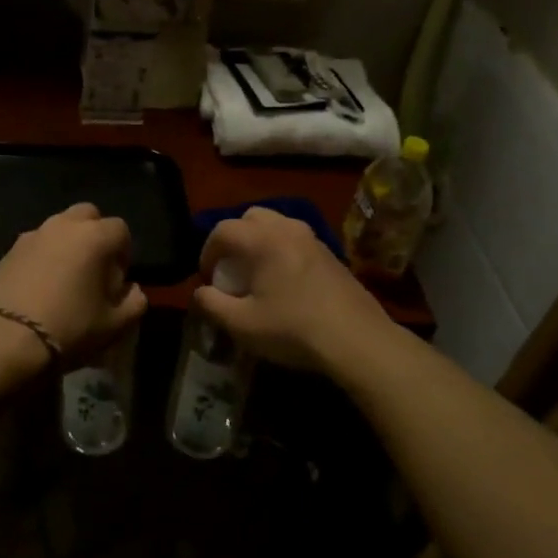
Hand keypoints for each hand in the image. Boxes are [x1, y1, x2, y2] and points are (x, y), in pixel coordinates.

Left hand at [0, 203, 147, 375]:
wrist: (7, 338)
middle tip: (94, 267)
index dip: (124, 252)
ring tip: (66, 276)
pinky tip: (40, 284)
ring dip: (68, 243)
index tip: (118, 278)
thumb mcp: (115, 324)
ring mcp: (34, 234)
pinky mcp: (10, 249)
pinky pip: (36, 243)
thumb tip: (132, 289)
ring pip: (59, 226)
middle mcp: (65, 225)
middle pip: (88, 215)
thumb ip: (134, 301)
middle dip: (96, 235)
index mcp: (95, 237)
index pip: (121, 230)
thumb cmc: (70, 327)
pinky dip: (44, 255)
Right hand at [191, 208, 394, 372]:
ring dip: (259, 242)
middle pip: (251, 217)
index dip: (207, 252)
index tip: (207, 278)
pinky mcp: (331, 254)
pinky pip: (296, 239)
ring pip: (277, 225)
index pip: (223, 230)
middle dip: (234, 238)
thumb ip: (211, 304)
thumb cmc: (293, 329)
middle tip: (231, 269)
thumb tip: (200, 293)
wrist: (357, 340)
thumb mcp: (242, 325)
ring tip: (257, 274)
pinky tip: (285, 283)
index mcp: (263, 239)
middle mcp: (288, 229)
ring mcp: (314, 239)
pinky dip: (282, 250)